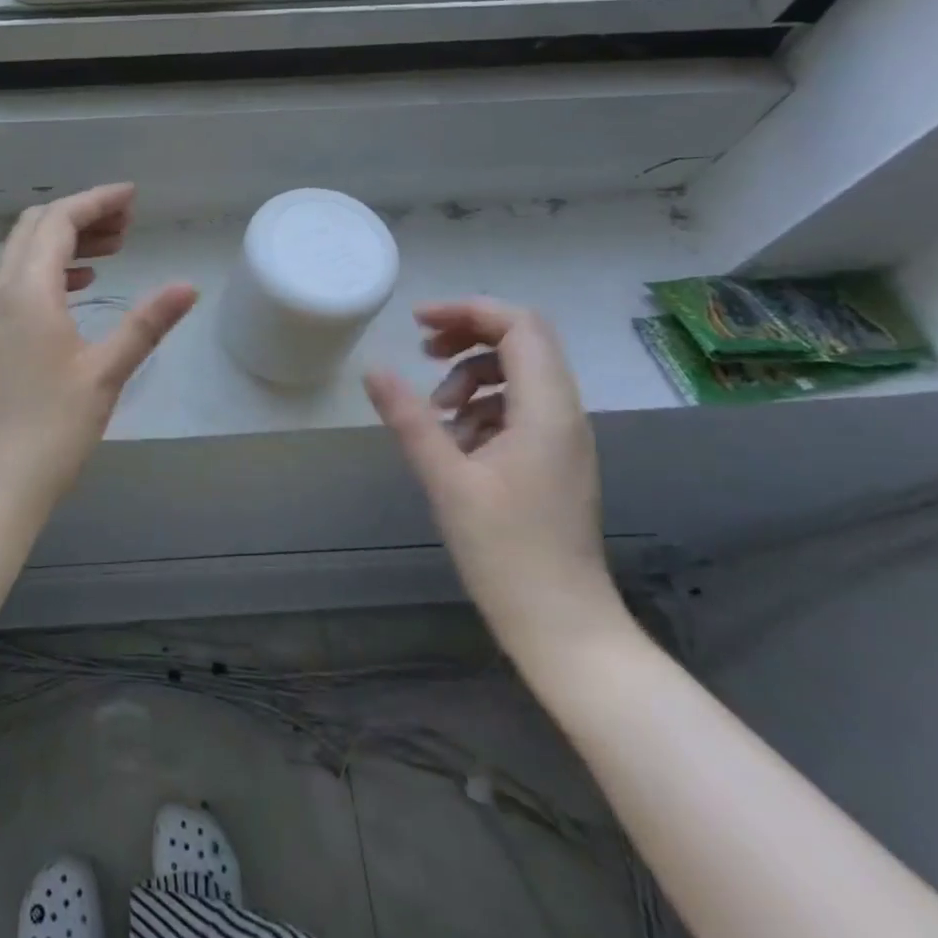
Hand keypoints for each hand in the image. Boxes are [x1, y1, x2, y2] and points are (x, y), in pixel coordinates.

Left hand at [0, 184, 196, 513]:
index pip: (58, 221)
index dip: (96, 201)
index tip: (133, 197)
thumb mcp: (107, 372)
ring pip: (24, 253)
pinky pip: (19, 281)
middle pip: (35, 228)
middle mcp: (2, 293)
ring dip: (65, 240)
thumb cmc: (53, 428)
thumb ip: (147, 323)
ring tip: (113, 249)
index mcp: (28, 291)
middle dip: (81, 215)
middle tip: (127, 223)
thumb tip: (188, 286)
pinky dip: (50, 268)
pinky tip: (81, 286)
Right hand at [364, 299, 626, 667]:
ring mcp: (563, 437)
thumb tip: (372, 369)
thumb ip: (410, 418)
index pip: (519, 326)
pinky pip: (519, 407)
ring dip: (471, 375)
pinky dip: (482, 407)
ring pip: (519, 373)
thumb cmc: (506, 552)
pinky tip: (455, 441)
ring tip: (435, 410)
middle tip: (421, 352)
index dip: (468, 311)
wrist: (563, 626)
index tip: (417, 324)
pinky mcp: (553, 459)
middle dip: (468, 335)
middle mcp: (564, 414)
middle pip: (522, 341)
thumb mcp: (446, 480)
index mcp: (546, 410)